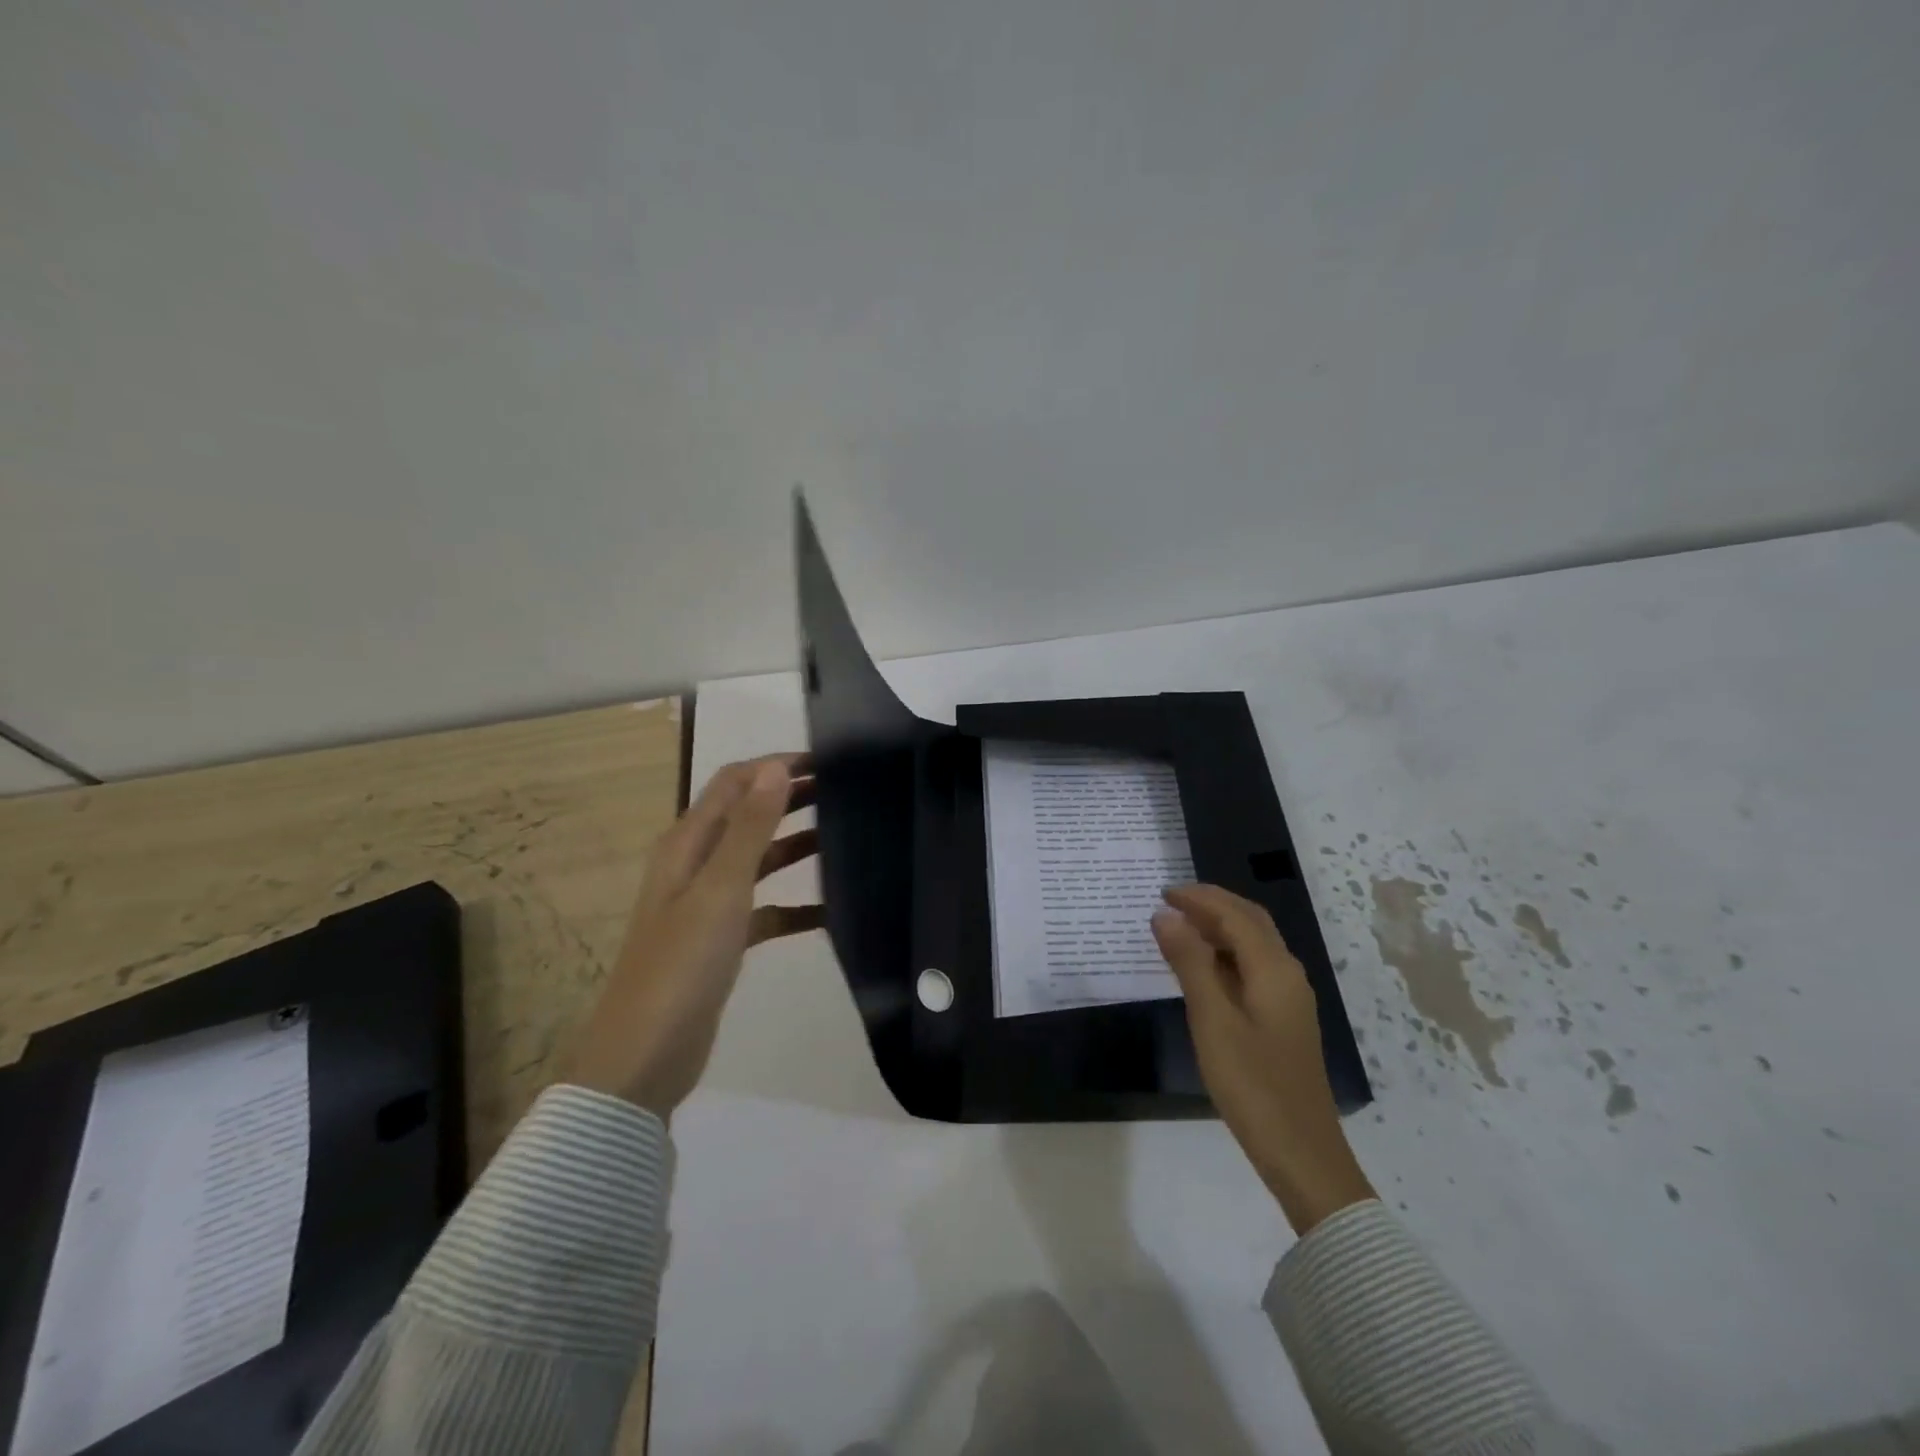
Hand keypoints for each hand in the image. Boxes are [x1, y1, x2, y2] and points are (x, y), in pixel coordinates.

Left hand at [565, 754, 823, 1114]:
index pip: (734, 783)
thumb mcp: (720, 889)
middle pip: (748, 816)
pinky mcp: (722, 940)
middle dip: (792, 798)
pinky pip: (767, 908)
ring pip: (759, 859)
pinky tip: (832, 910)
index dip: (776, 766)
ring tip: (846, 835)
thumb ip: (750, 828)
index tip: (829, 760)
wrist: (645, 1056)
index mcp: (688, 843)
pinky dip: (796, 904)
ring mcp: (708, 904)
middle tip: (847, 791)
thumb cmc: (681, 964)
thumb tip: (775, 767)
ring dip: (797, 844)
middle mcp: (695, 865)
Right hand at [1151, 884, 1375, 1233]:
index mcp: (1274, 969)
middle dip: (1212, 905)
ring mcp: (1288, 998)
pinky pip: (1252, 968)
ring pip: (1253, 945)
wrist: (1302, 1154)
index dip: (1199, 898)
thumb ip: (1189, 963)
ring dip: (1218, 928)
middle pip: (1250, 922)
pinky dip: (1225, 955)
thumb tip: (1166, 915)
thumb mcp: (1212, 1020)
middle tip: (1169, 902)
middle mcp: (1287, 974)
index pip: (1235, 914)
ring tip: (1178, 928)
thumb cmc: (1253, 1085)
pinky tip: (1201, 970)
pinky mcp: (1283, 1020)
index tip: (1161, 892)